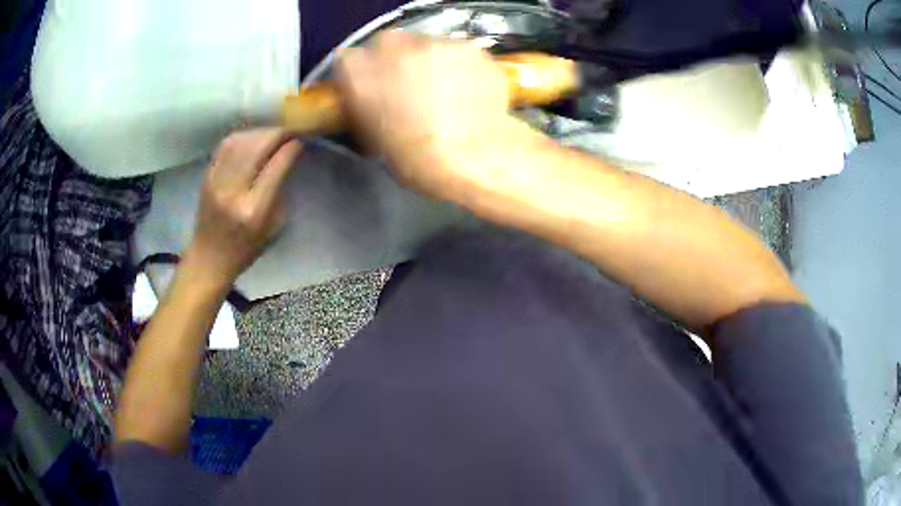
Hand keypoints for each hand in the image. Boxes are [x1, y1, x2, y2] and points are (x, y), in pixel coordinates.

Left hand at [185, 128, 301, 289]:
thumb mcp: (273, 228)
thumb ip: (280, 191)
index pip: (276, 165)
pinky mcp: (206, 176)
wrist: (208, 258)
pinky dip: (243, 136)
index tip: (302, 140)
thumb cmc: (245, 249)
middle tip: (290, 130)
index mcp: (254, 210)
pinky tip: (252, 137)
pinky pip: (225, 145)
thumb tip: (288, 158)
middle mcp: (233, 191)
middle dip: (277, 133)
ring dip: (260, 132)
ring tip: (272, 133)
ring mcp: (216, 181)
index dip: (291, 147)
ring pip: (240, 141)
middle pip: (257, 146)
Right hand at [335, 31, 522, 200]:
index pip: (347, 60)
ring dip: (427, 59)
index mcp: (359, 72)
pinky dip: (458, 65)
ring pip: (425, 42)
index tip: (369, 84)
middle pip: (386, 42)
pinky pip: (457, 52)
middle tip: (406, 82)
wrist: (472, 157)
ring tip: (442, 86)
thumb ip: (365, 107)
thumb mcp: (373, 137)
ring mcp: (434, 42)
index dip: (359, 73)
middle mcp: (393, 47)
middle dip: (392, 59)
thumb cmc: (416, 159)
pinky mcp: (468, 47)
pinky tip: (466, 88)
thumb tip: (368, 100)